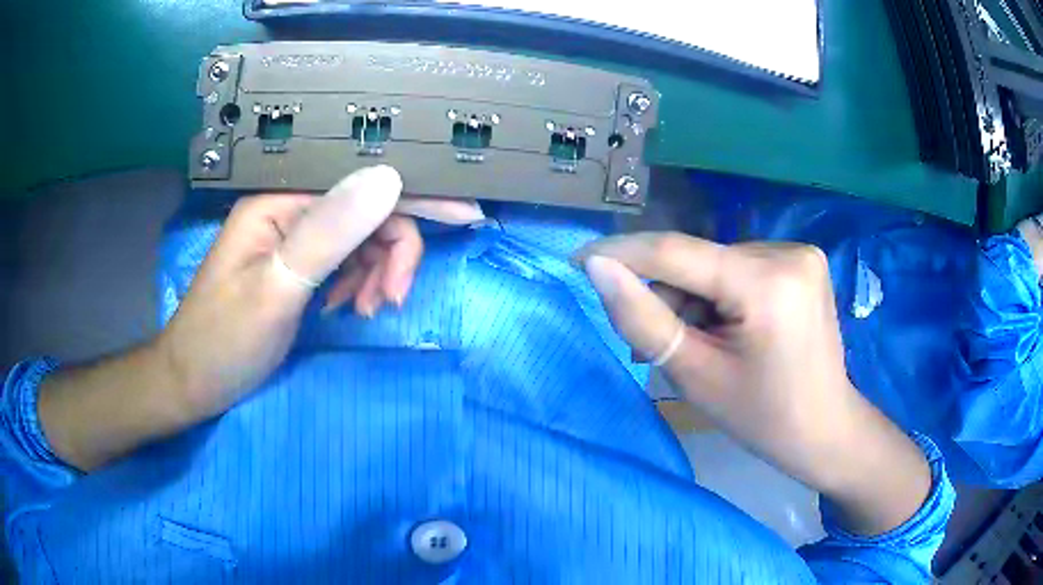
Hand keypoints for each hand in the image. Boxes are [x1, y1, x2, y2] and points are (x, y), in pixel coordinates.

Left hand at [39, 165, 483, 470]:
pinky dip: (358, 284)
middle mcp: (288, 213)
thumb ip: (329, 233)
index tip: (465, 217)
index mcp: (278, 205)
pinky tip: (350, 307)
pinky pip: (344, 263)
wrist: (192, 383)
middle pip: (365, 215)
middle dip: (390, 255)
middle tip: (393, 301)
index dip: (415, 200)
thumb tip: (388, 178)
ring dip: (375, 274)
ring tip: (367, 310)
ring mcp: (291, 241)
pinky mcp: (294, 267)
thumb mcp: (275, 290)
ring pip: (359, 241)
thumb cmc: (223, 342)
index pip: (360, 188)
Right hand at [577, 233, 930, 534]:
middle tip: (646, 343)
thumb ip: (644, 320)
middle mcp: (787, 252)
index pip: (677, 252)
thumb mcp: (696, 376)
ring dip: (692, 297)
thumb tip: (599, 270)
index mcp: (768, 284)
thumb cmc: (763, 418)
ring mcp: (800, 252)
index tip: (576, 260)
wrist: (826, 429)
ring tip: (692, 343)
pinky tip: (723, 327)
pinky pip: (740, 267)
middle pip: (698, 260)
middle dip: (665, 295)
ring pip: (717, 263)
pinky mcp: (802, 260)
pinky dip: (719, 294)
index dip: (621, 253)